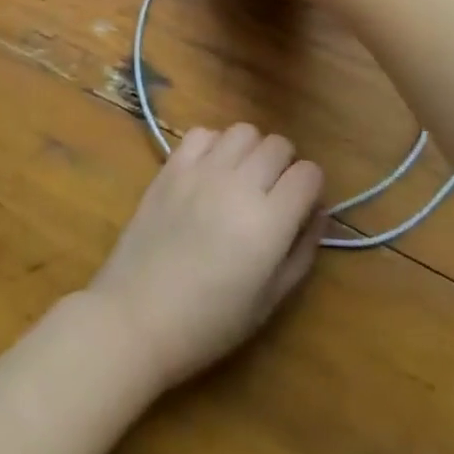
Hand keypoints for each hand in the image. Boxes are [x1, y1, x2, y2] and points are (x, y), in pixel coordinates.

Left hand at [87, 123, 323, 391]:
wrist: (136, 316)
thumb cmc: (209, 322)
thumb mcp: (270, 300)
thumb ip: (302, 250)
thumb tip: (317, 211)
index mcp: (269, 221)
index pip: (309, 173)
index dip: (311, 188)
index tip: (301, 207)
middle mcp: (239, 184)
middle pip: (279, 145)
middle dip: (284, 166)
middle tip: (272, 194)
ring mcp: (201, 170)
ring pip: (243, 131)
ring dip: (251, 150)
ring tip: (241, 178)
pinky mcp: (171, 167)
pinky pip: (203, 133)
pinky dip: (213, 145)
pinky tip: (209, 173)